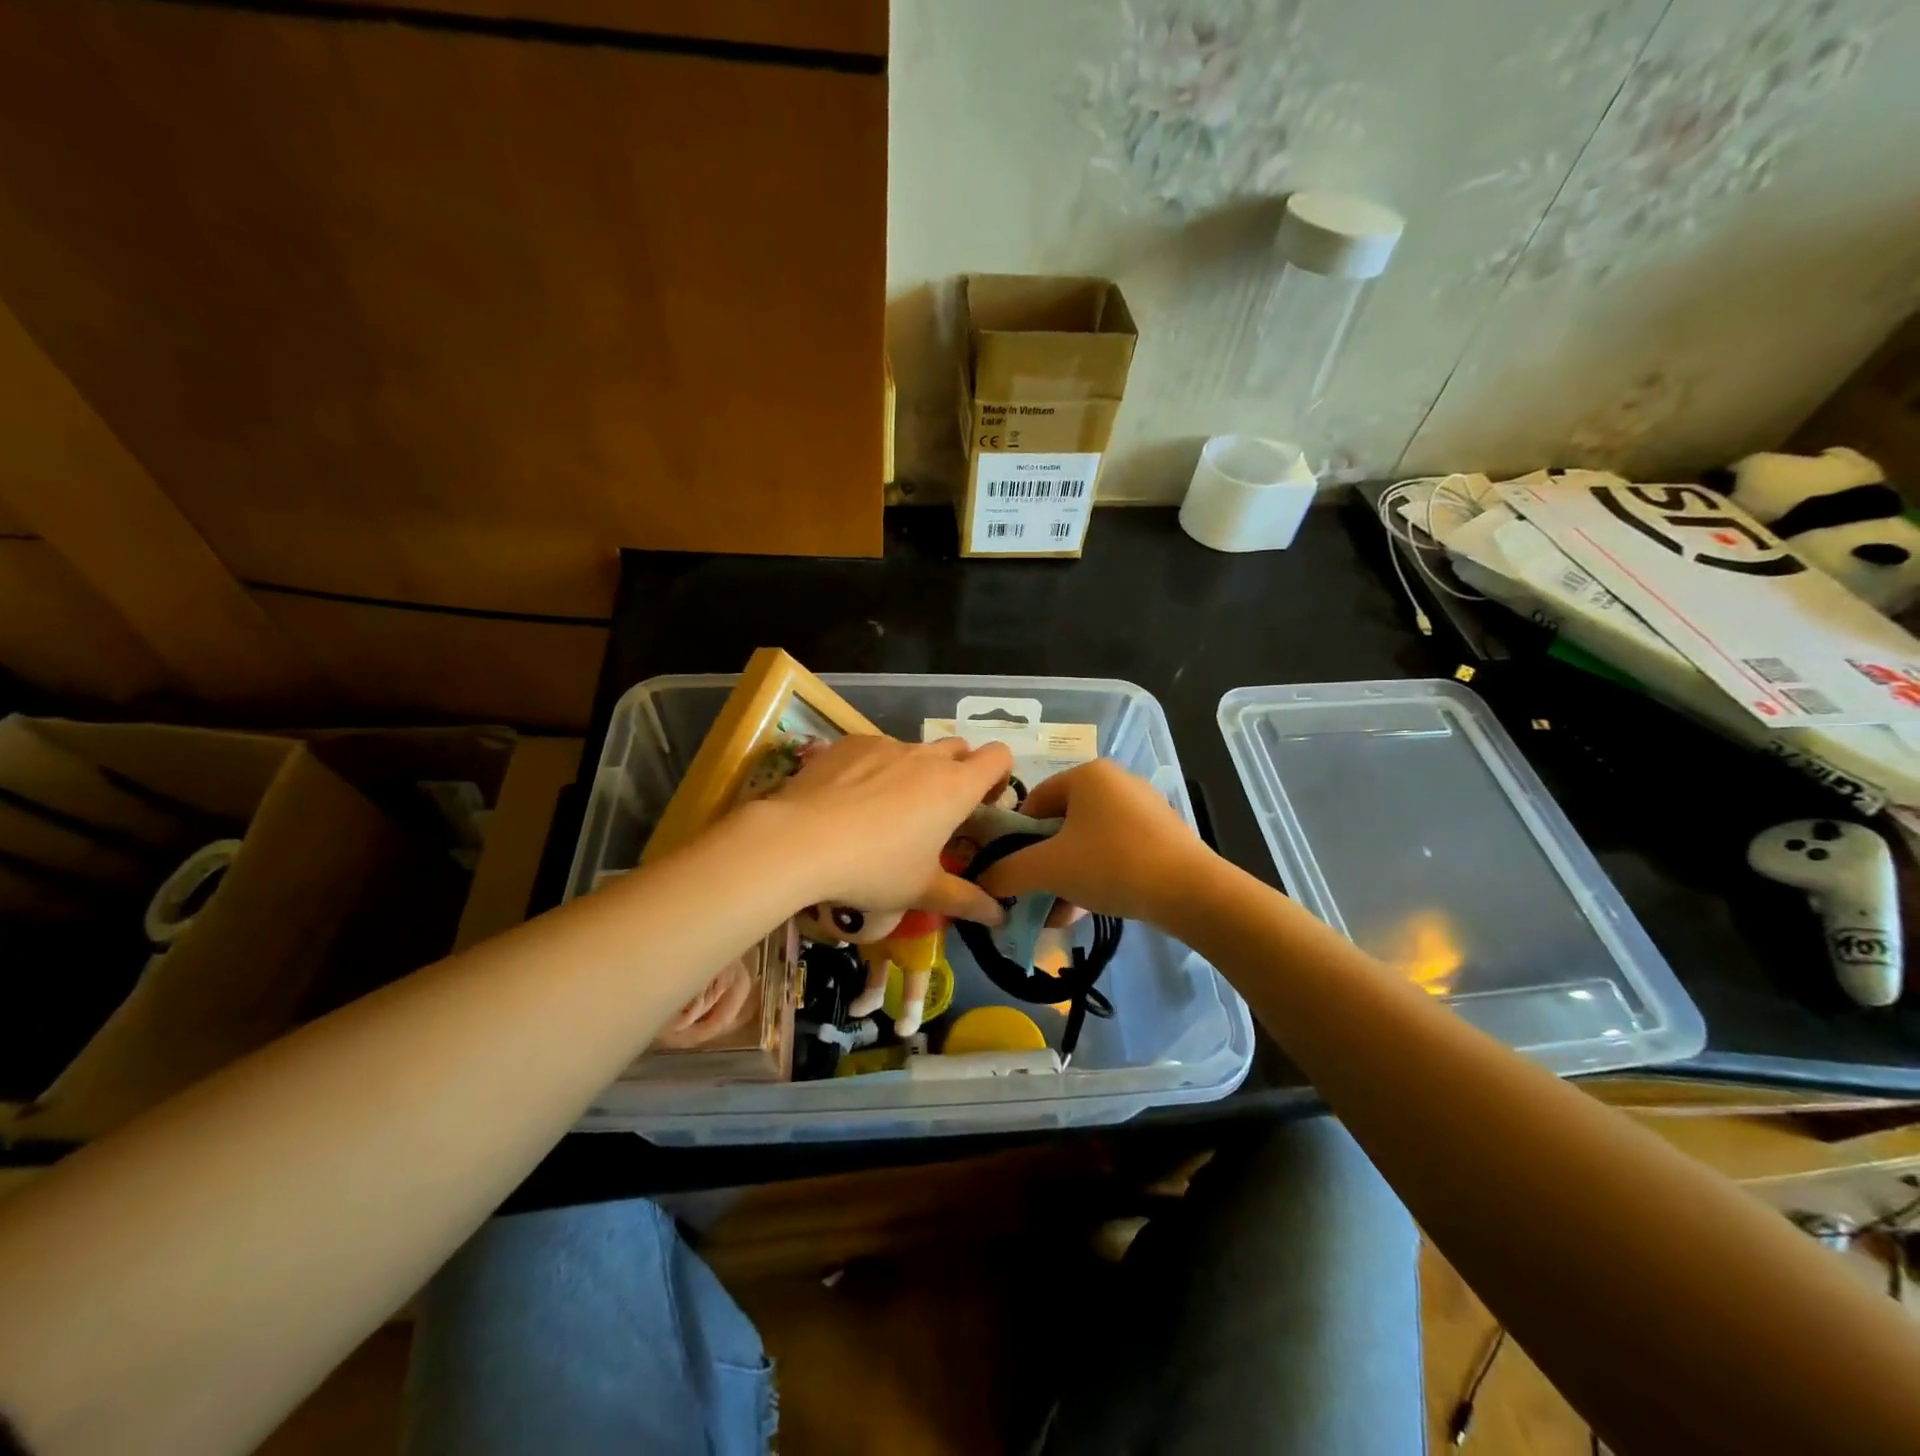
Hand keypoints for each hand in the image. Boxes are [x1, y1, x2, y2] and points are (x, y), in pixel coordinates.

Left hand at [754, 735, 1013, 924]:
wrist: (799, 840)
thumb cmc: (874, 869)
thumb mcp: (921, 890)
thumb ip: (965, 900)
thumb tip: (999, 917)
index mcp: (956, 787)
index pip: (1000, 757)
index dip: (999, 776)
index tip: (983, 805)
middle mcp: (927, 757)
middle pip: (960, 748)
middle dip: (958, 772)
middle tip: (939, 812)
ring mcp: (886, 744)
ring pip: (915, 750)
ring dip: (915, 771)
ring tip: (886, 810)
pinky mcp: (850, 743)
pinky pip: (876, 749)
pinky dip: (875, 767)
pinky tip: (850, 799)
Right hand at [975, 759, 1213, 924]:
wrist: (1190, 892)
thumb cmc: (1111, 864)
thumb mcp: (1049, 868)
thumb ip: (1008, 872)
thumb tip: (983, 881)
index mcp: (1087, 773)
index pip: (1034, 801)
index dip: (1016, 838)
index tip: (1013, 871)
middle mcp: (1115, 781)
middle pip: (1061, 823)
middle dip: (1044, 863)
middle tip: (1036, 894)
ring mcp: (1142, 807)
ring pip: (1088, 841)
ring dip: (1068, 875)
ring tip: (1060, 911)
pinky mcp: (1162, 833)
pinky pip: (1115, 850)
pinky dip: (1097, 875)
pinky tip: (1089, 908)